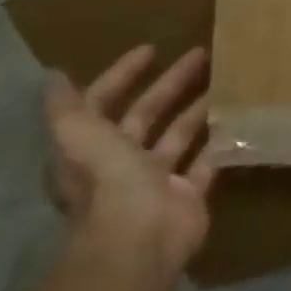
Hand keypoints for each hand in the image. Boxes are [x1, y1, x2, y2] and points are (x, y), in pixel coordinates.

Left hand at [43, 45, 216, 272]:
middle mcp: (121, 164)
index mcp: (91, 149)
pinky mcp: (188, 194)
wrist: (141, 240)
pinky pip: (207, 160)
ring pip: (179, 135)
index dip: (121, 75)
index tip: (150, 49)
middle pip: (147, 115)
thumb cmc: (109, 183)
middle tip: (201, 54)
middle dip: (171, 83)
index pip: (103, 103)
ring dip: (198, 108)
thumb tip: (52, 76)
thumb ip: (66, 108)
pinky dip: (220, 141)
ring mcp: (157, 180)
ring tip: (226, 80)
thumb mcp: (79, 137)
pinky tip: (238, 118)